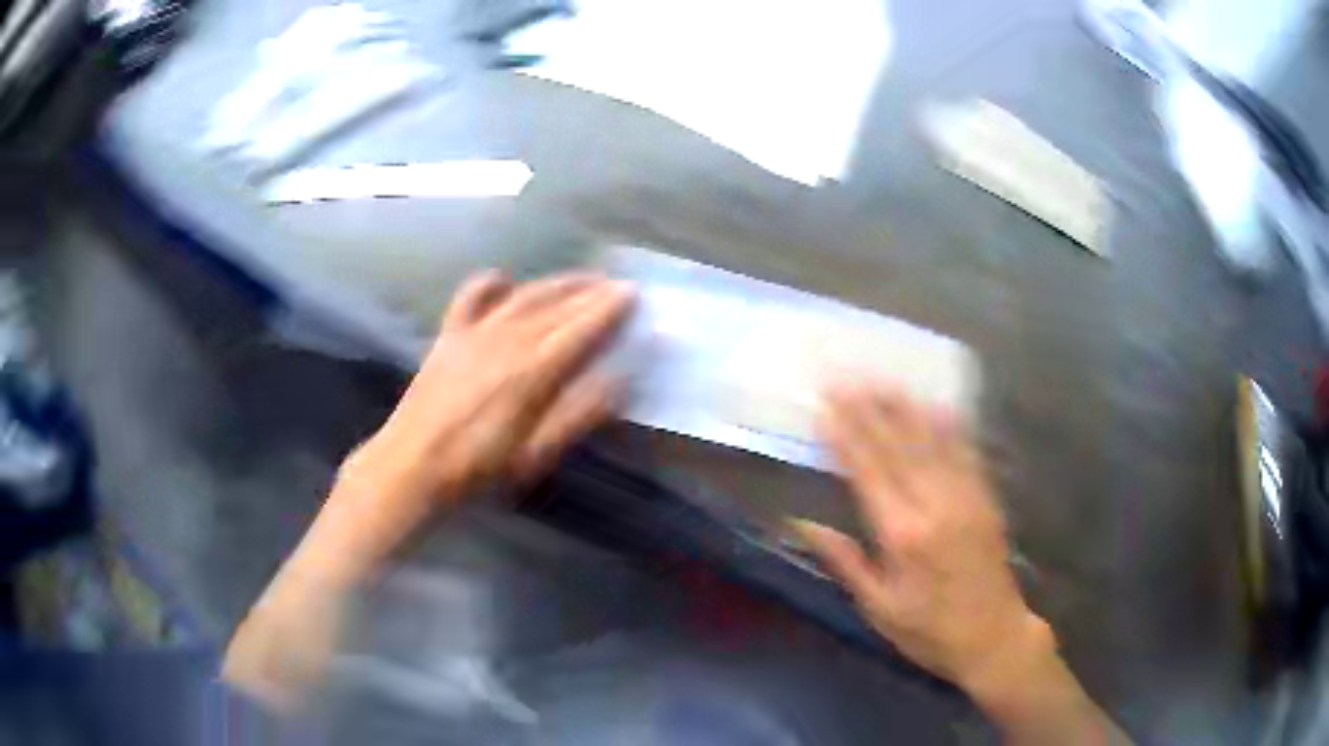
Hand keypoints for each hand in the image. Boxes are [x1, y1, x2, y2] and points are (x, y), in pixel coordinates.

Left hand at [223, 271, 634, 704]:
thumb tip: (620, 380)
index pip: (580, 328)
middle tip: (616, 284)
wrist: (412, 466)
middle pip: (556, 305)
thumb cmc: (478, 470)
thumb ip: (579, 414)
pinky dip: (491, 284)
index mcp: (531, 371)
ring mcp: (474, 333)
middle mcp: (505, 341)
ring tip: (580, 279)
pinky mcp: (448, 335)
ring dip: (555, 283)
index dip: (608, 309)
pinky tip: (504, 280)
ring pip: (523, 296)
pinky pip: (472, 298)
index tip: (632, 294)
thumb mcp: (536, 454)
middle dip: (590, 290)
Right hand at [796, 385, 1129, 744]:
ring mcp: (966, 497)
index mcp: (903, 535)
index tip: (827, 404)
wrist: (993, 636)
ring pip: (933, 441)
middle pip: (898, 447)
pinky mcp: (986, 498)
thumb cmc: (928, 629)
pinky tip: (936, 405)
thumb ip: (845, 560)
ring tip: (884, 379)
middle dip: (870, 409)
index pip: (868, 472)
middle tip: (848, 375)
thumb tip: (802, 524)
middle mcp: (935, 506)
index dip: (846, 435)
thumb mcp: (878, 607)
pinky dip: (949, 425)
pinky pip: (967, 452)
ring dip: (906, 407)